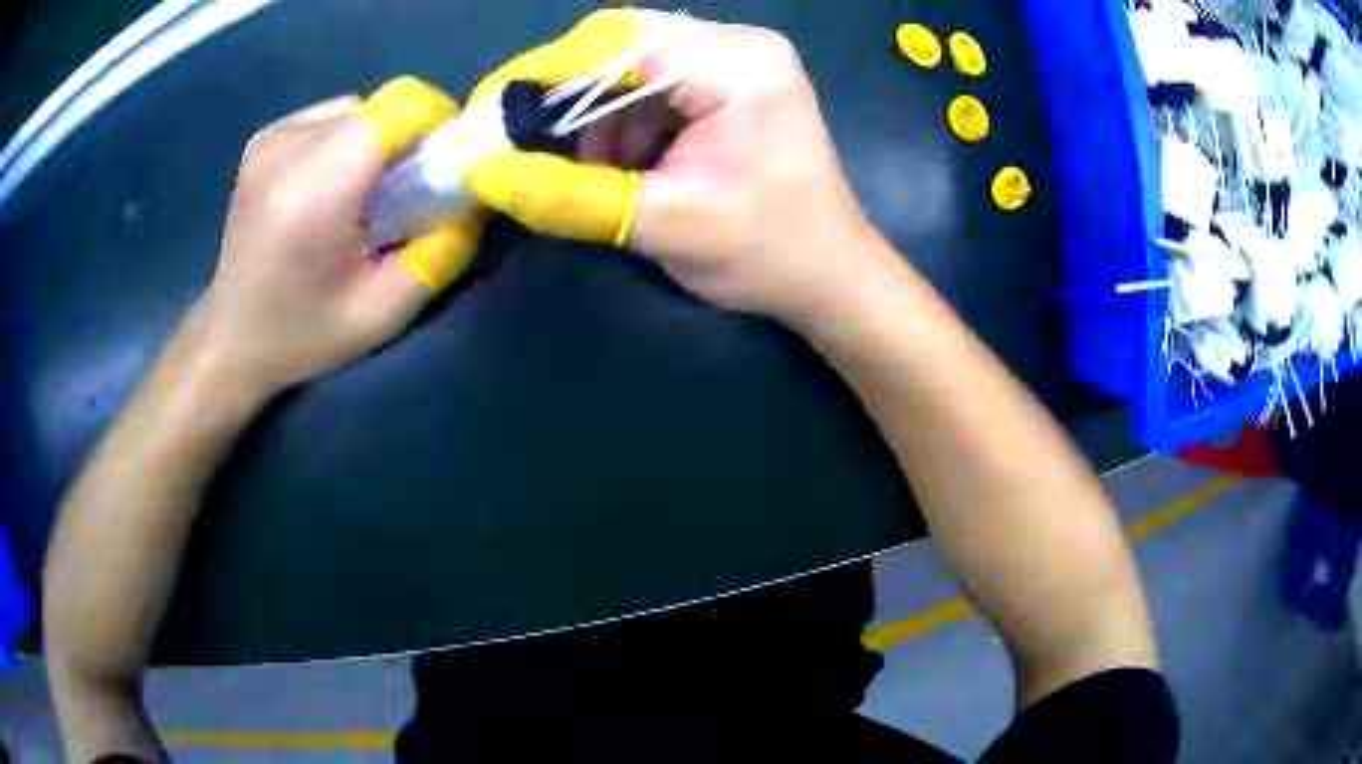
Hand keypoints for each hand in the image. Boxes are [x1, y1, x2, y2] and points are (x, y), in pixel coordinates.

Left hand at [198, 78, 485, 400]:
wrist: (229, 341)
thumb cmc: (302, 337)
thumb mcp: (384, 312)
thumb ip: (442, 250)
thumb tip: (477, 194)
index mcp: (312, 192)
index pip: (399, 106)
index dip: (437, 123)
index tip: (442, 166)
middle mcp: (286, 149)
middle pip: (381, 106)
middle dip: (408, 140)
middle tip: (402, 195)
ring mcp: (270, 138)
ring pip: (359, 107)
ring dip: (378, 141)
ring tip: (362, 196)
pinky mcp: (264, 138)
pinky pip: (331, 117)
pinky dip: (350, 141)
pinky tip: (331, 187)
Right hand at [464, 12, 880, 324]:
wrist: (831, 275)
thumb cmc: (767, 254)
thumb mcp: (664, 225)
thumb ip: (569, 196)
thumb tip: (482, 172)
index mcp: (737, 64)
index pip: (617, 44)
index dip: (544, 74)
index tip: (490, 112)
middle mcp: (739, 44)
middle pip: (622, 43)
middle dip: (568, 94)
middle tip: (530, 142)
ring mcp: (739, 59)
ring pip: (632, 63)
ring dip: (596, 113)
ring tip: (594, 170)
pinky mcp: (732, 82)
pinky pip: (655, 83)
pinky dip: (623, 120)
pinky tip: (625, 163)